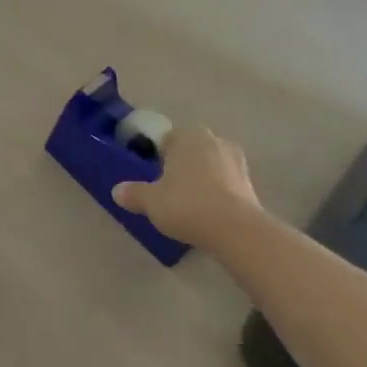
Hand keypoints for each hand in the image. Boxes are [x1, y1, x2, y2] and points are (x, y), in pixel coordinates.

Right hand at [111, 125, 262, 248]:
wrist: (235, 229)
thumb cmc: (186, 205)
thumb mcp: (151, 202)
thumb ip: (133, 194)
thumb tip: (117, 191)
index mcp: (187, 136)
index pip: (166, 140)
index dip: (157, 157)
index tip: (152, 177)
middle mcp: (212, 140)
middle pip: (190, 150)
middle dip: (181, 166)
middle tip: (169, 191)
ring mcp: (235, 159)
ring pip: (210, 165)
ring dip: (202, 178)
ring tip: (190, 203)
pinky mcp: (250, 181)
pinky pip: (226, 182)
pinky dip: (218, 192)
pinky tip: (209, 212)